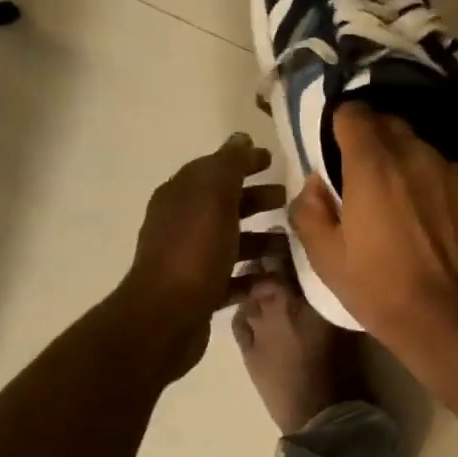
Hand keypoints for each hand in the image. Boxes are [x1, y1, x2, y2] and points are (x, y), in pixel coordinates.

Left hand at [120, 133, 281, 378]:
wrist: (166, 318)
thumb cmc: (193, 252)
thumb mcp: (214, 199)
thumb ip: (229, 166)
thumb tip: (241, 139)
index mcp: (181, 197)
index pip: (213, 169)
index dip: (242, 162)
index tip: (273, 160)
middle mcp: (183, 224)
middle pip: (225, 205)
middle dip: (256, 200)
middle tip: (288, 201)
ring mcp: (191, 260)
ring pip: (232, 242)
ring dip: (262, 240)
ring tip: (292, 245)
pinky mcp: (201, 292)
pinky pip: (234, 278)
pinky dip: (255, 276)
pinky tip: (276, 280)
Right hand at [290, 105, 457, 359]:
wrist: (456, 321)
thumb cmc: (382, 291)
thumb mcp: (326, 259)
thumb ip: (310, 209)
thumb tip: (317, 182)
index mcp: (372, 165)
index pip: (354, 114)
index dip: (344, 127)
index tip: (341, 148)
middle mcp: (418, 155)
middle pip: (393, 128)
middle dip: (379, 145)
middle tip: (374, 183)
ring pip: (429, 155)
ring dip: (416, 171)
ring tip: (415, 211)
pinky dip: (449, 193)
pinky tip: (449, 228)